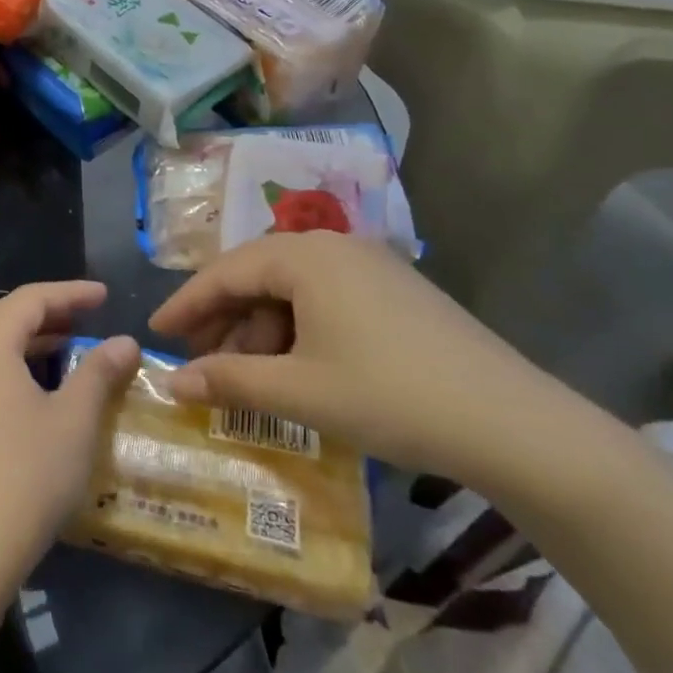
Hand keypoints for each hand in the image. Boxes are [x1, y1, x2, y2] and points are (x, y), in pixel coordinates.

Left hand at [0, 282, 139, 594]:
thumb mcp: (73, 422)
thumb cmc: (24, 475)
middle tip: (81, 320)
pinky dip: (11, 367)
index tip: (105, 296)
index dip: (70, 294)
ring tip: (65, 353)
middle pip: (1, 315)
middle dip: (43, 312)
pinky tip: (36, 396)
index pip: (30, 299)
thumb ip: (98, 374)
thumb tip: (124, 340)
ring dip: (25, 341)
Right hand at [149, 233, 593, 491]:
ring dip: (260, 329)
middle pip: (256, 276)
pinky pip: (324, 299)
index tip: (155, 331)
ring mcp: (369, 266)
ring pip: (291, 289)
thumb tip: (174, 382)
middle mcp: (333, 247)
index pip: (224, 272)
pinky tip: (296, 369)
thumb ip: (230, 381)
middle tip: (199, 361)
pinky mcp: (395, 291)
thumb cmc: (392, 396)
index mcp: (305, 257)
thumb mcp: (300, 393)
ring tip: (248, 375)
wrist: (517, 425)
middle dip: (222, 319)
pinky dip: (297, 330)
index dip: (185, 304)